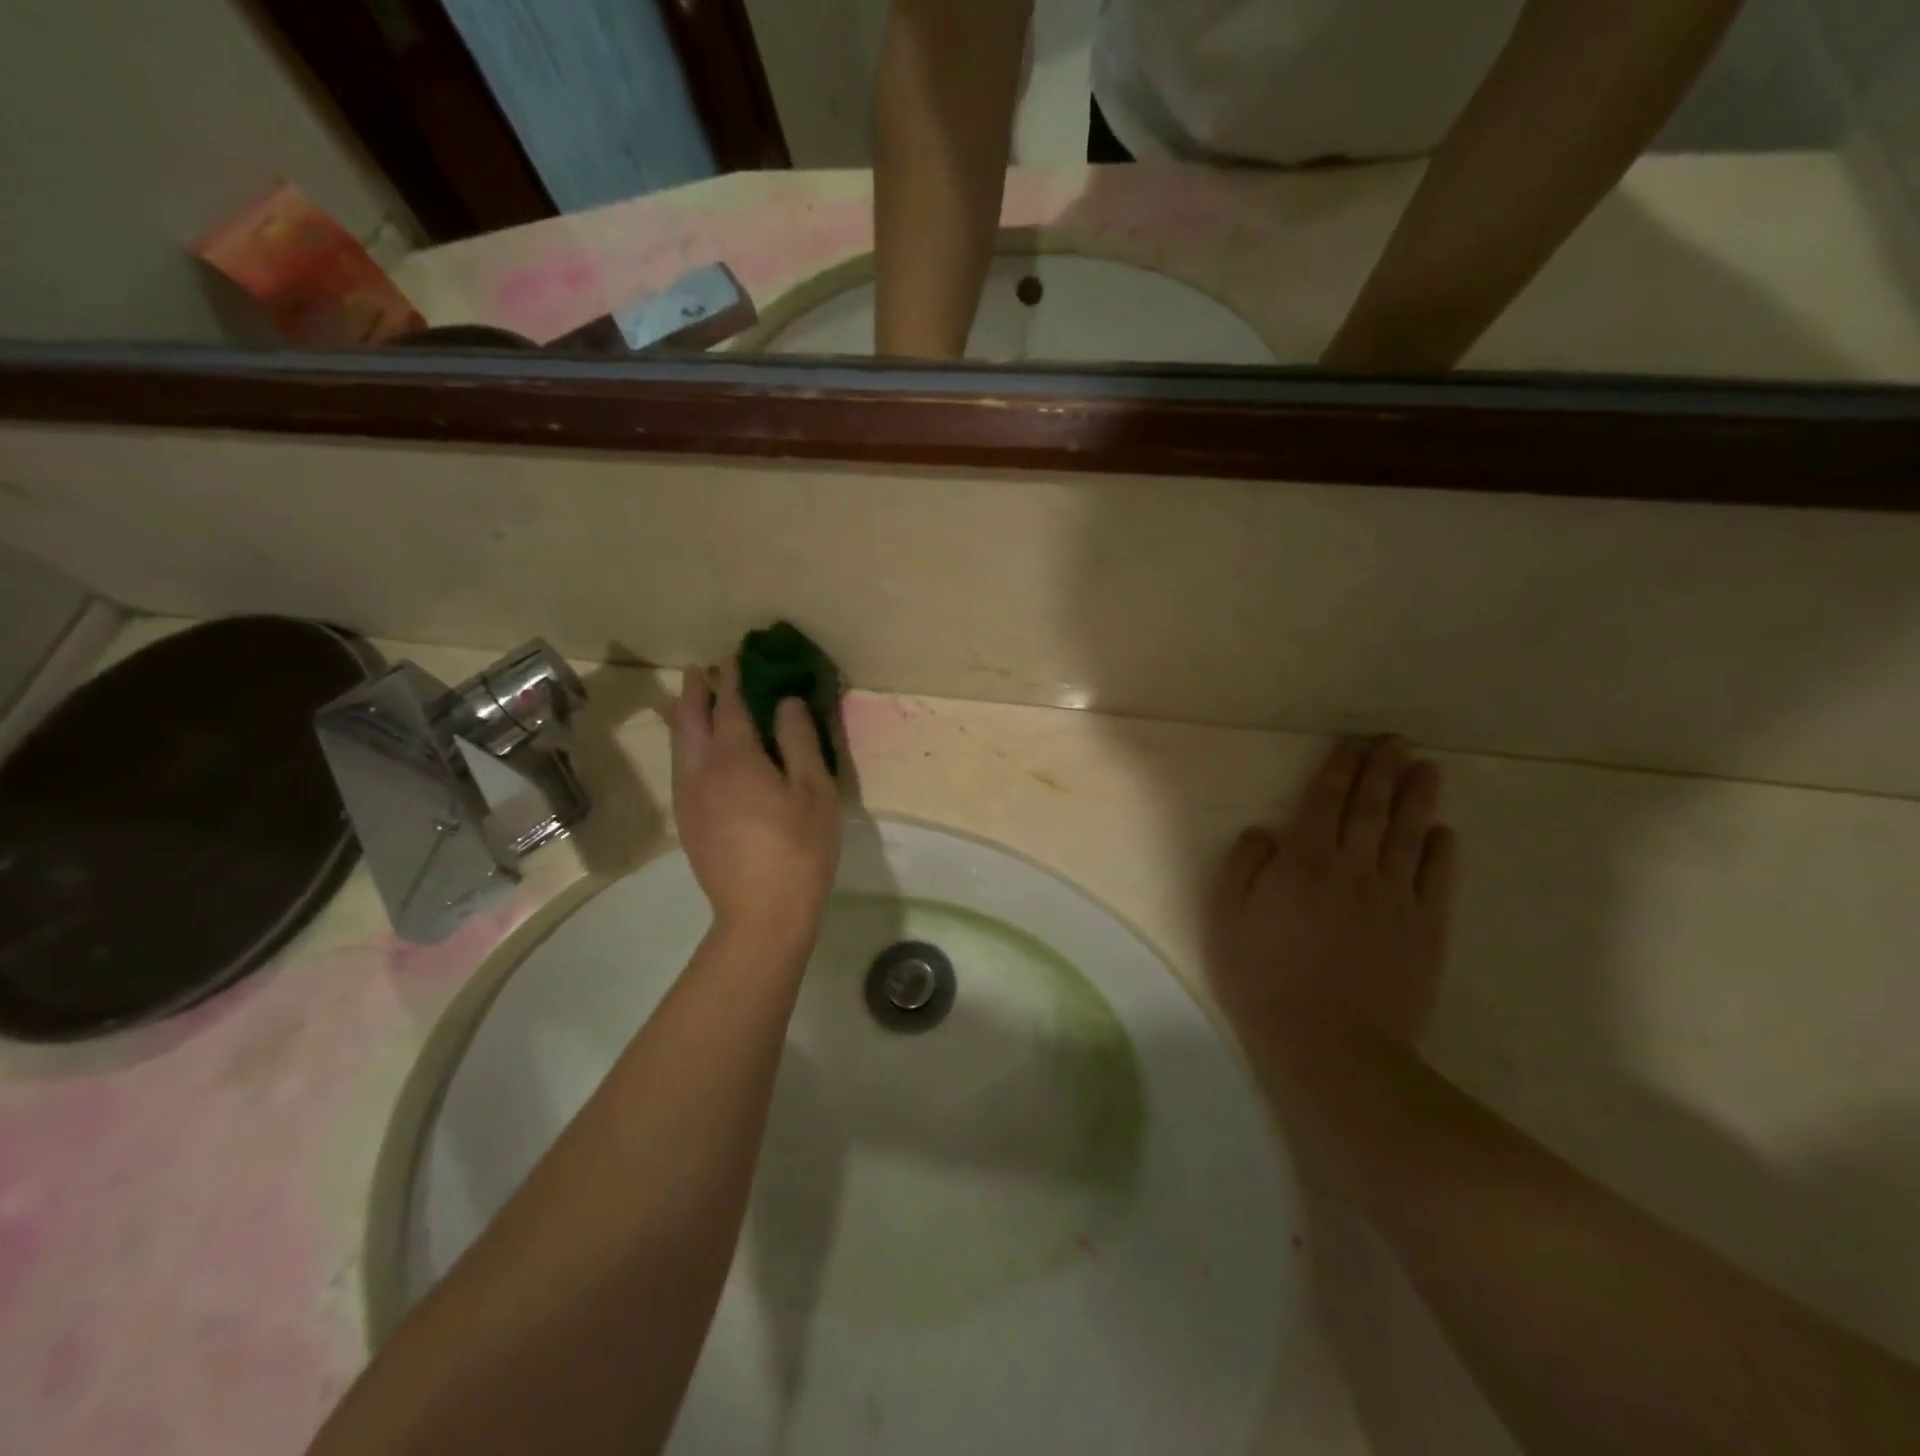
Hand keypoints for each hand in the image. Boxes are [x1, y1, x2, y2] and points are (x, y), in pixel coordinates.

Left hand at [670, 662, 840, 947]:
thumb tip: (786, 703)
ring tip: (695, 704)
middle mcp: (701, 771)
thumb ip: (799, 741)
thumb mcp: (814, 790)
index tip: (733, 658)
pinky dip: (687, 746)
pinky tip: (699, 755)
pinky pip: (681, 770)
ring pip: (679, 746)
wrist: (761, 914)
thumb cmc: (799, 848)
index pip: (729, 706)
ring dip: (686, 718)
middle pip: (689, 721)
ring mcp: (688, 799)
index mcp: (735, 758)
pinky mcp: (687, 823)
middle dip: (694, 692)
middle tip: (700, 671)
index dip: (731, 680)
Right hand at [1206, 737, 1457, 1070]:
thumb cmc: (1264, 978)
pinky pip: (1436, 878)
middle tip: (1396, 741)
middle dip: (1383, 770)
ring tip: (1427, 769)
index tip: (1354, 744)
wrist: (1331, 1045)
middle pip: (1372, 808)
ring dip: (1418, 797)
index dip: (1340, 769)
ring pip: (1409, 834)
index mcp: (1304, 861)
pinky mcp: (1425, 929)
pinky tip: (1443, 832)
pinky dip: (1441, 850)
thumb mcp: (1227, 918)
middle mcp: (1354, 868)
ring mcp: (1395, 897)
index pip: (1325, 801)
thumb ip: (1243, 866)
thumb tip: (1264, 831)